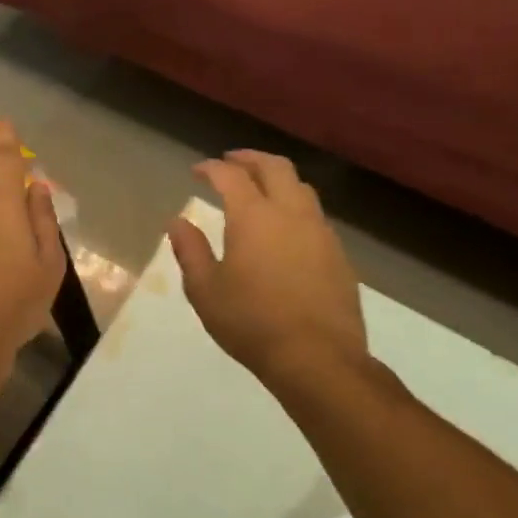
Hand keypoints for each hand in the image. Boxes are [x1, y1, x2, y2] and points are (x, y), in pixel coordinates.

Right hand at [168, 151, 367, 382]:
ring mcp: (320, 232)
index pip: (231, 176)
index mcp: (254, 217)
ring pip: (301, 187)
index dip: (212, 168)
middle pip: (275, 167)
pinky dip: (295, 206)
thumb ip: (190, 251)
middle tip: (232, 161)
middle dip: (250, 159)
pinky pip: (316, 215)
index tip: (198, 171)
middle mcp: (291, 213)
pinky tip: (286, 228)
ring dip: (278, 179)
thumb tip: (178, 222)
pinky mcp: (339, 255)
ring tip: (261, 189)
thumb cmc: (252, 322)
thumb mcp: (206, 290)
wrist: (318, 359)